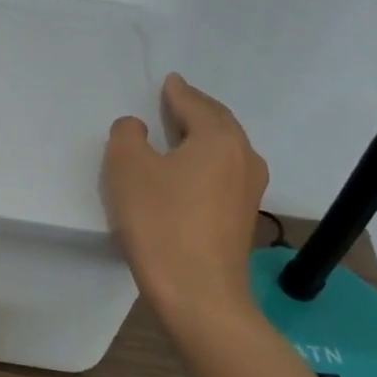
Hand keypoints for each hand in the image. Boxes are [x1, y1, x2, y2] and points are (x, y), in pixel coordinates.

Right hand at [103, 73, 268, 324]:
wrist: (198, 294)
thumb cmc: (161, 222)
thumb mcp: (127, 169)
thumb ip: (127, 136)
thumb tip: (137, 127)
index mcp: (219, 139)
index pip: (195, 104)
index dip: (177, 92)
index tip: (168, 81)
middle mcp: (244, 158)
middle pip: (218, 123)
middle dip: (195, 111)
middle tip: (174, 101)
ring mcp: (248, 191)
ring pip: (224, 151)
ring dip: (202, 138)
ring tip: (179, 135)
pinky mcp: (243, 219)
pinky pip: (224, 175)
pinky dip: (205, 164)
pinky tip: (187, 175)